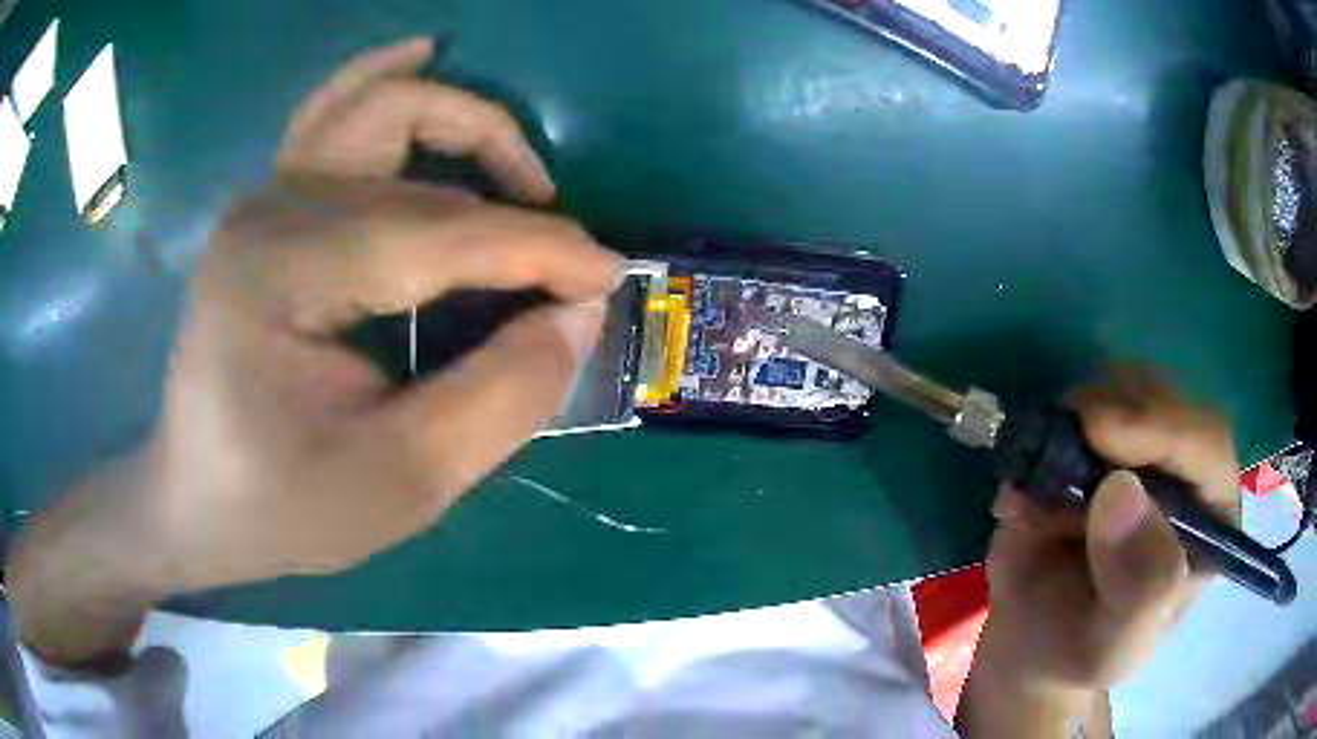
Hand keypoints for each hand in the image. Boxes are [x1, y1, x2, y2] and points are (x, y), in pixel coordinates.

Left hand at [8, 40, 620, 665]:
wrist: (197, 501)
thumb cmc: (282, 507)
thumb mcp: (400, 485)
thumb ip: (499, 398)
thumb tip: (577, 314)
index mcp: (281, 271)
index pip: (437, 231)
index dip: (538, 249)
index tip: (607, 278)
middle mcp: (269, 207)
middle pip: (415, 157)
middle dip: (510, 200)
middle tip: (561, 262)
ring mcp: (263, 196)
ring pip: (377, 104)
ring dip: (461, 121)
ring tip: (522, 178)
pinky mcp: (268, 205)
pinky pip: (334, 111)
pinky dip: (387, 80)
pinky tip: (425, 56)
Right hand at [959, 368, 1238, 735]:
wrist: (1034, 643)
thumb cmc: (1082, 652)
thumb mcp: (1115, 647)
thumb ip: (1138, 590)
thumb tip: (1121, 491)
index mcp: (1210, 519)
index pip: (1206, 444)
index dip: (1160, 426)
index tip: (1098, 432)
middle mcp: (1186, 470)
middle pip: (1166, 398)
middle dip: (1112, 410)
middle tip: (1057, 444)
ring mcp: (1144, 448)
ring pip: (1124, 385)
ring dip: (1075, 417)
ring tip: (1038, 485)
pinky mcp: (1101, 439)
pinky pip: (1080, 400)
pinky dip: (1048, 426)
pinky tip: (1027, 484)